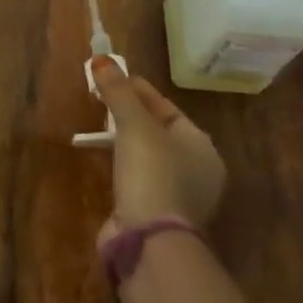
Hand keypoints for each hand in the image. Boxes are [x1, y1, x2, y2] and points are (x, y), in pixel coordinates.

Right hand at [93, 57, 225, 233]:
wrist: (150, 244)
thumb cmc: (152, 172)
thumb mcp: (133, 123)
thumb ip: (118, 90)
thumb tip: (101, 58)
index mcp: (201, 146)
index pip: (166, 107)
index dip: (137, 89)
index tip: (110, 77)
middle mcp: (199, 171)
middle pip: (158, 131)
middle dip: (130, 115)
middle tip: (102, 100)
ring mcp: (181, 199)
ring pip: (149, 157)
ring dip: (126, 142)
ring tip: (100, 127)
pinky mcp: (160, 220)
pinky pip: (141, 180)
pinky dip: (125, 168)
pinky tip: (107, 161)